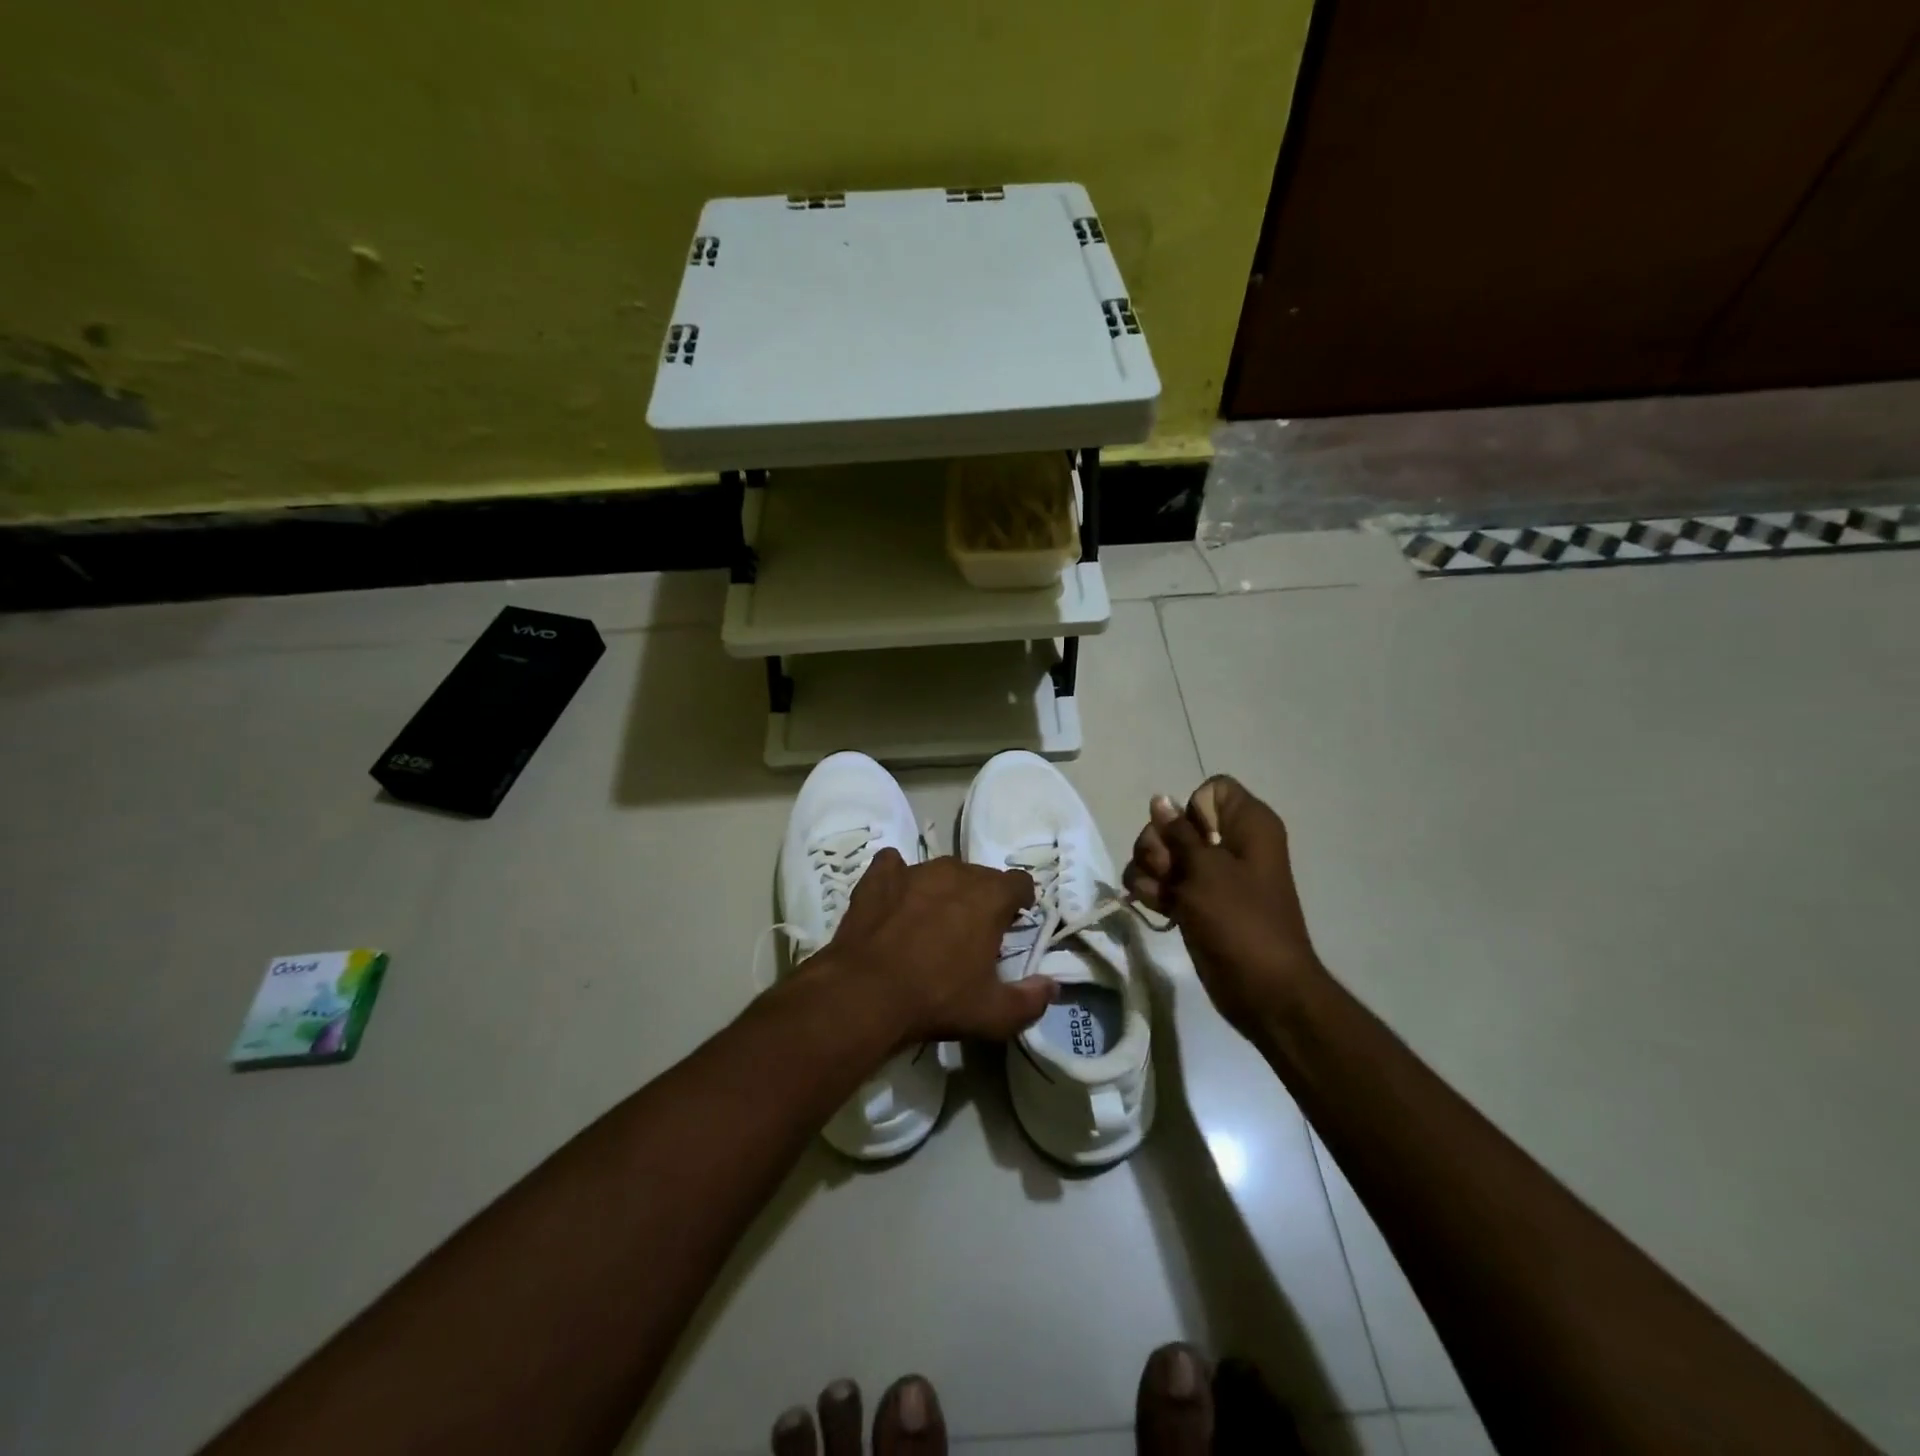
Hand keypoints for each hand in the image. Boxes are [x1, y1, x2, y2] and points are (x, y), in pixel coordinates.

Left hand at [821, 849, 1056, 1045]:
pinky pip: (893, 865)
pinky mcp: (877, 877)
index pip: (1019, 882)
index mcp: (988, 897)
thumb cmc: (936, 999)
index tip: (1013, 923)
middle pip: (980, 875)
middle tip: (972, 931)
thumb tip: (1052, 987)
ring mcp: (913, 870)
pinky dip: (898, 878)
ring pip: (940, 870)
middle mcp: (954, 873)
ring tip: (932, 920)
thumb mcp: (993, 1014)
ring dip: (943, 889)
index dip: (1020, 901)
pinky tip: (894, 899)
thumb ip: (1030, 1000)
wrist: (864, 994)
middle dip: (982, 898)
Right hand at [1124, 775, 1325, 1035]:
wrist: (1261, 989)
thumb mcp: (1206, 870)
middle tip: (1168, 870)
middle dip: (1159, 844)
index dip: (1191, 809)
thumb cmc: (1240, 920)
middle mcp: (1229, 843)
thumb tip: (1160, 800)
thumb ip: (1178, 832)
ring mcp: (1210, 874)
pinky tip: (1154, 907)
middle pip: (1175, 821)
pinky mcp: (1195, 901)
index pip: (1210, 790)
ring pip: (1162, 852)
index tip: (1189, 838)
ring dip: (1150, 869)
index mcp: (1248, 825)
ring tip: (1160, 894)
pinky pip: (1161, 881)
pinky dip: (1152, 890)